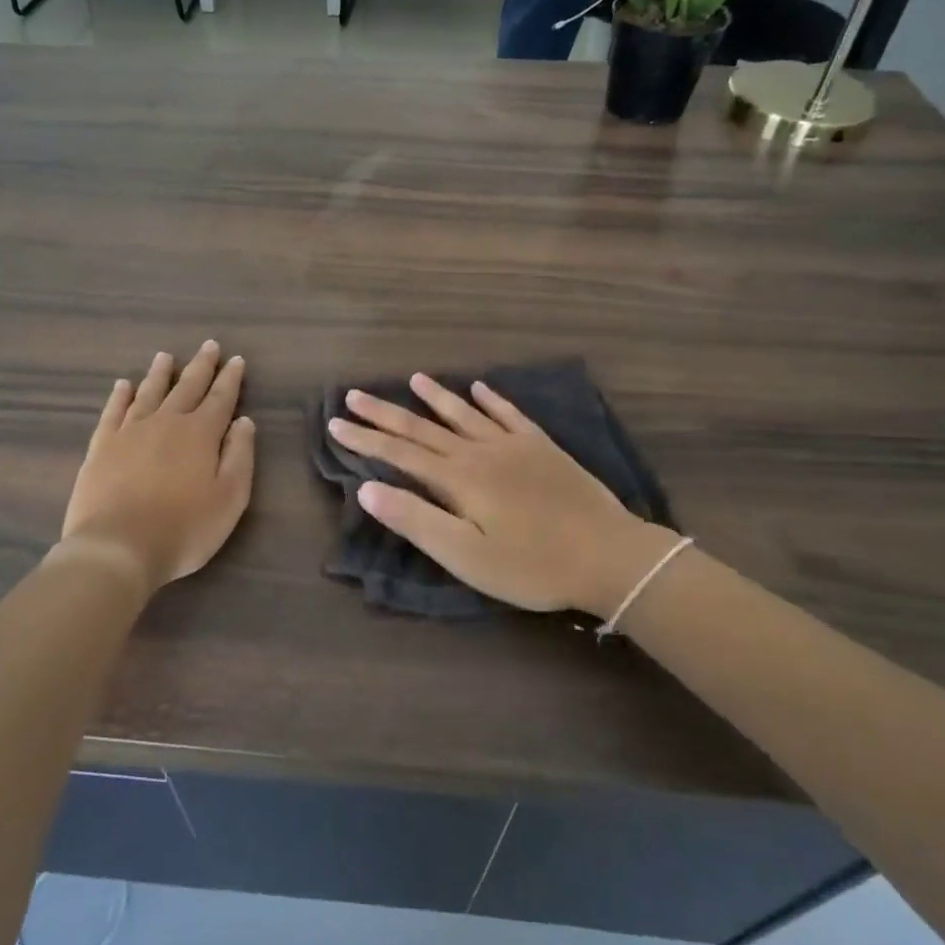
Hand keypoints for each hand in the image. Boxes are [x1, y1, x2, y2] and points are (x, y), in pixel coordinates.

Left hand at [61, 342, 255, 594]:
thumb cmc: (184, 528)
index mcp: (201, 433)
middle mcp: (166, 422)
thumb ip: (239, 456)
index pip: (221, 398)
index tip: (236, 359)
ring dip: (160, 374)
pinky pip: (113, 412)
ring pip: (149, 393)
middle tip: (209, 345)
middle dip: (201, 366)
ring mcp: (130, 431)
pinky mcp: (102, 446)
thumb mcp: (230, 498)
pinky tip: (122, 386)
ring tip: (165, 357)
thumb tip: (243, 421)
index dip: (230, 378)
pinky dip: (120, 396)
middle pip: (186, 387)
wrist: (118, 547)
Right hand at [329, 375, 677, 618]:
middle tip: (354, 394)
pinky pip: (510, 414)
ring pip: (464, 414)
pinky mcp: (542, 448)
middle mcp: (479, 452)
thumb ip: (416, 520)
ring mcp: (513, 446)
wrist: (609, 555)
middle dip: (385, 413)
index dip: (365, 440)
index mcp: (457, 479)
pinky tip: (481, 386)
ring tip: (412, 379)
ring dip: (435, 397)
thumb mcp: (466, 556)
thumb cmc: (532, 565)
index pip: (399, 454)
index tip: (335, 425)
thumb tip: (368, 489)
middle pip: (423, 428)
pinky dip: (492, 399)